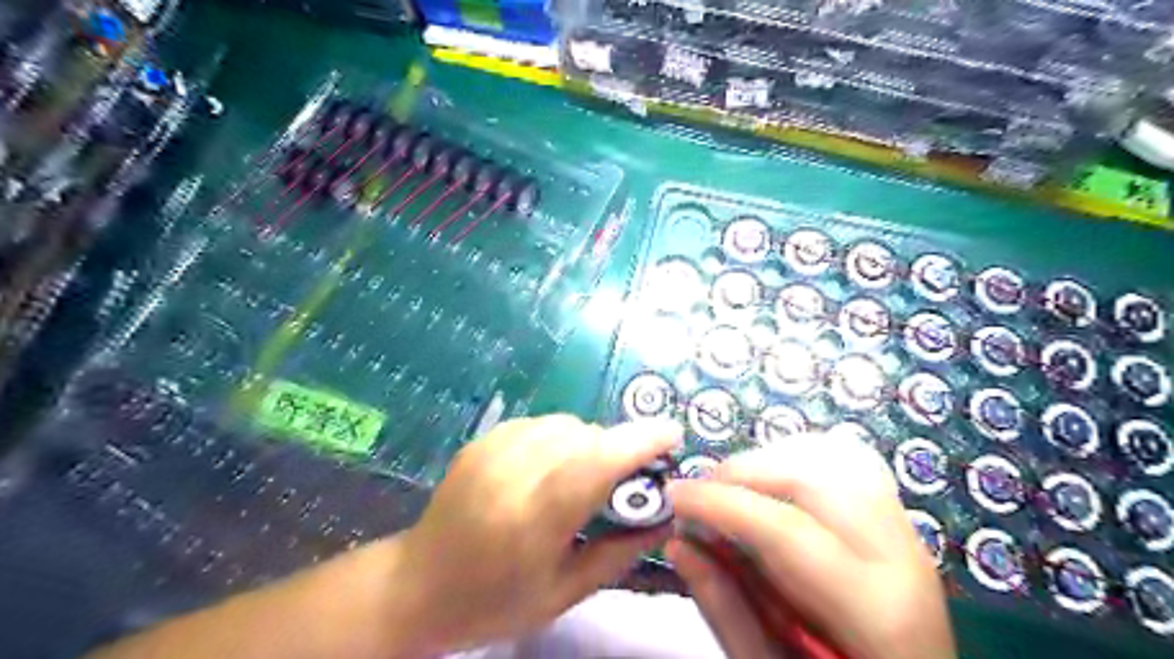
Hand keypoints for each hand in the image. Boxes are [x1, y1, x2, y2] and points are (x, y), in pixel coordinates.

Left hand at [398, 415, 684, 649]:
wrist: (418, 585)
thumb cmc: (494, 601)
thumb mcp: (564, 593)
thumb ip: (619, 552)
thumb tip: (665, 517)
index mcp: (534, 520)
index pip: (596, 462)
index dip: (639, 441)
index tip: (672, 434)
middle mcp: (513, 473)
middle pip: (585, 436)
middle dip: (616, 449)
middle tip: (623, 479)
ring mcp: (492, 450)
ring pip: (565, 423)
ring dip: (588, 442)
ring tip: (582, 476)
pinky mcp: (482, 439)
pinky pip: (540, 424)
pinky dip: (559, 439)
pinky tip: (549, 468)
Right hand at [665, 433, 946, 658]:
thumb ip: (725, 608)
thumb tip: (676, 544)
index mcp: (874, 611)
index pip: (786, 529)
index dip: (721, 504)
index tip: (673, 496)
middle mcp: (901, 554)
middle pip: (812, 475)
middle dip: (743, 472)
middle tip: (701, 496)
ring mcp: (905, 529)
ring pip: (833, 454)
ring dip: (771, 459)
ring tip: (733, 488)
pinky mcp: (897, 518)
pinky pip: (849, 460)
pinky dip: (800, 456)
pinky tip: (774, 482)